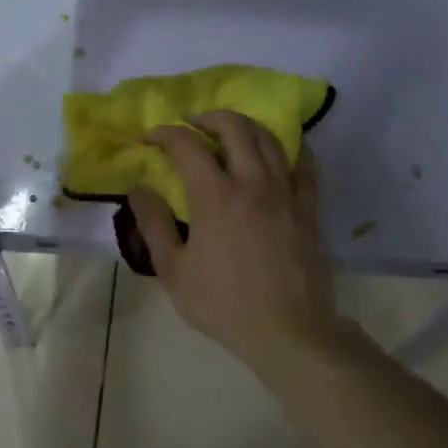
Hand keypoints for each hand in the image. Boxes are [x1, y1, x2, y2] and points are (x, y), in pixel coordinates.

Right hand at [129, 110, 343, 379]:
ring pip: (269, 138)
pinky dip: (286, 147)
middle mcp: (253, 182)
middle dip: (207, 117)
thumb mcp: (174, 271)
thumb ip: (154, 225)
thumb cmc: (224, 304)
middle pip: (234, 127)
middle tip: (190, 125)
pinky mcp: (308, 206)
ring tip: (228, 132)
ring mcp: (286, 192)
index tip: (149, 138)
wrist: (288, 330)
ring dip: (244, 125)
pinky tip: (277, 151)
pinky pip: (302, 162)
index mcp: (216, 196)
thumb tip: (138, 190)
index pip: (187, 145)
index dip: (164, 134)